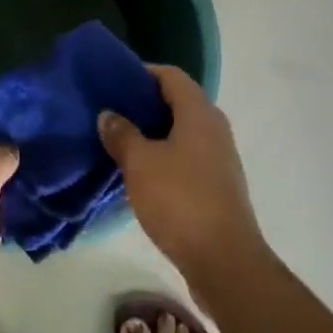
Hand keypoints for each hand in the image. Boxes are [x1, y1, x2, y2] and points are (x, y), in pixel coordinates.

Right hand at [98, 66, 267, 284]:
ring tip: (120, 142)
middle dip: (144, 104)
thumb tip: (109, 114)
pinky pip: (187, 156)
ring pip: (182, 131)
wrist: (224, 260)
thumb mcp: (140, 164)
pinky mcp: (217, 184)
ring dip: (152, 133)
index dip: (142, 73)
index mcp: (199, 113)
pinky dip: (164, 156)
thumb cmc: (180, 200)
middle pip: (178, 102)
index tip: (113, 81)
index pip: (171, 75)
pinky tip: (140, 173)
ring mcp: (219, 158)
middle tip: (111, 112)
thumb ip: (122, 134)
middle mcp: (215, 128)